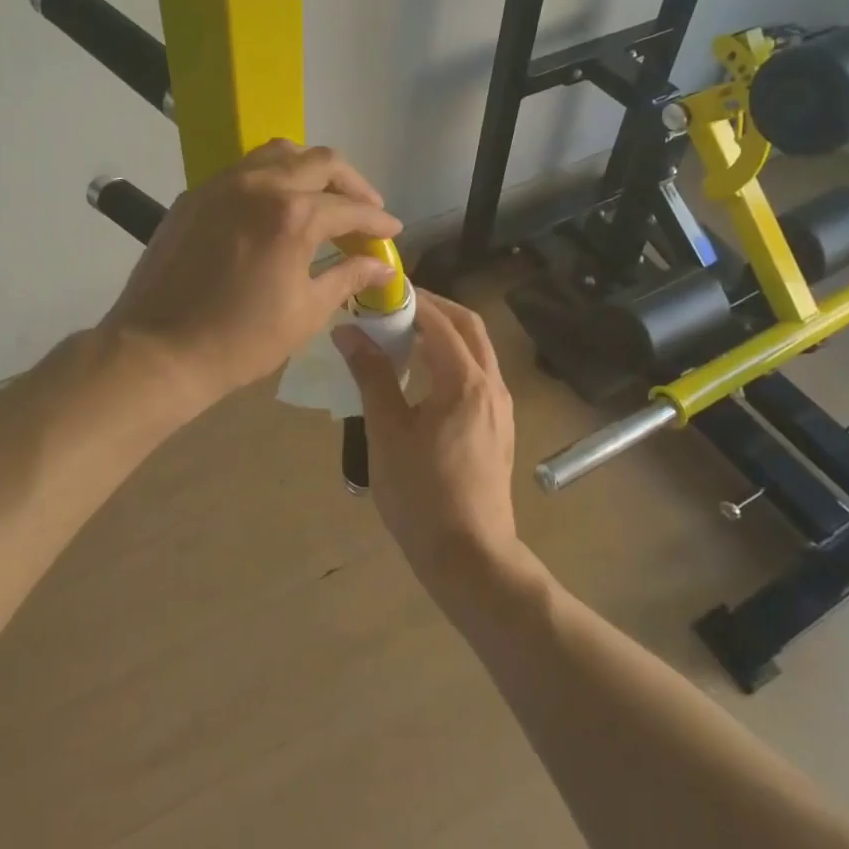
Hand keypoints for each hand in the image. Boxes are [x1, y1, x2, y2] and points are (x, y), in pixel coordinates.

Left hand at [101, 140, 400, 414]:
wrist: (159, 350)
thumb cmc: (241, 340)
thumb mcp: (306, 312)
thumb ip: (348, 277)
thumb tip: (381, 266)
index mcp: (292, 215)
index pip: (350, 208)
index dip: (377, 221)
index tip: (392, 231)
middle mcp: (259, 185)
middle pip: (320, 162)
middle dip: (351, 184)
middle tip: (365, 209)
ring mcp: (222, 185)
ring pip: (278, 153)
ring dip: (310, 169)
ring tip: (322, 197)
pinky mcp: (195, 195)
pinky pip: (243, 170)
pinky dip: (270, 178)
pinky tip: (274, 207)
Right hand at [333, 290, 519, 590]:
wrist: (470, 557)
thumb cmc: (422, 495)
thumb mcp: (387, 432)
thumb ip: (371, 376)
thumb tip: (348, 332)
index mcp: (466, 381)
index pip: (440, 321)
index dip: (410, 299)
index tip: (378, 291)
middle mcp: (492, 385)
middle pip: (469, 327)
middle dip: (434, 307)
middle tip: (394, 304)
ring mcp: (500, 408)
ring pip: (477, 351)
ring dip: (445, 332)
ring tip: (404, 334)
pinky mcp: (498, 428)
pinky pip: (477, 375)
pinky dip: (452, 359)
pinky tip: (423, 377)